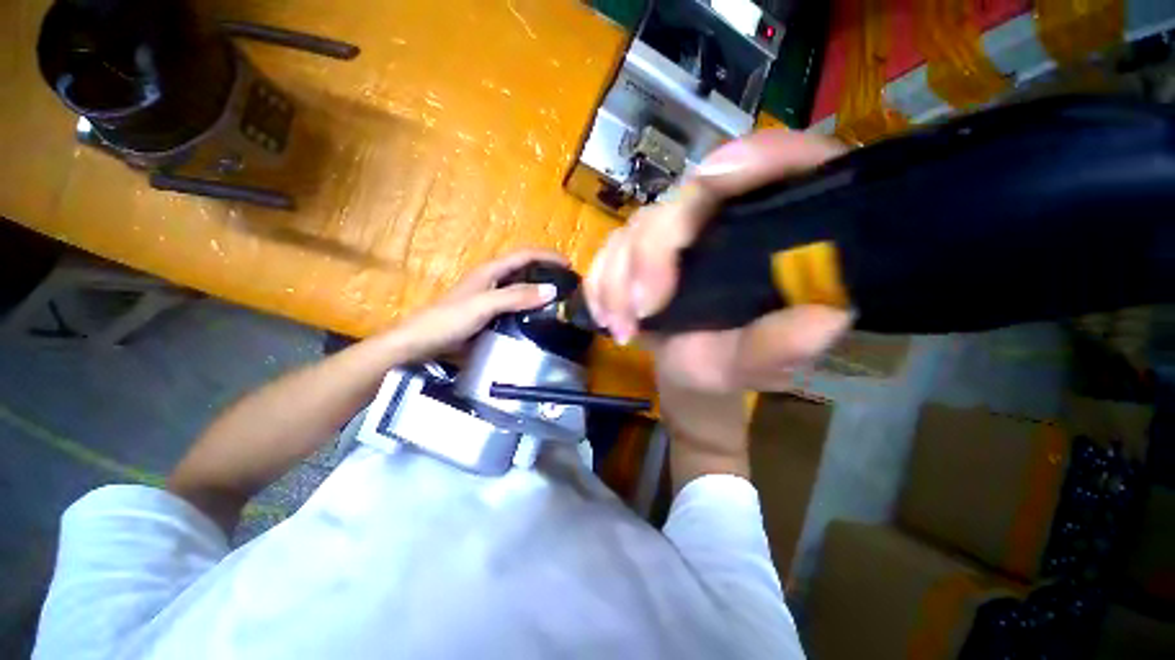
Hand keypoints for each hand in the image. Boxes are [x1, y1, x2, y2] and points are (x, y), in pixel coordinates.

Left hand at [392, 249, 567, 359]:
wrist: (420, 344)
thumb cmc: (448, 320)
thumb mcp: (483, 306)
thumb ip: (515, 297)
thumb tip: (551, 290)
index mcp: (490, 272)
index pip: (524, 255)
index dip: (547, 256)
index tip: (569, 266)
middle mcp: (492, 281)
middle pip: (524, 269)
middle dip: (546, 271)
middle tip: (568, 286)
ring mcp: (490, 299)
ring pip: (521, 288)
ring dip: (540, 290)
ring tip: (559, 302)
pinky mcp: (489, 315)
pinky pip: (516, 306)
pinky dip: (530, 307)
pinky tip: (539, 319)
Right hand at [584, 130, 852, 392]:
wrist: (688, 367)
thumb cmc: (731, 362)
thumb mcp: (759, 363)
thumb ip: (785, 346)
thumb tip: (825, 318)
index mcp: (779, 228)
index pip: (784, 163)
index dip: (755, 158)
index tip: (713, 181)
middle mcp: (727, 215)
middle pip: (687, 195)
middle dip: (654, 251)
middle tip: (643, 308)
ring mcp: (680, 230)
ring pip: (639, 224)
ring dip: (619, 277)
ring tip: (623, 329)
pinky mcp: (642, 248)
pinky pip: (610, 249)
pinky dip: (601, 283)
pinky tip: (607, 317)